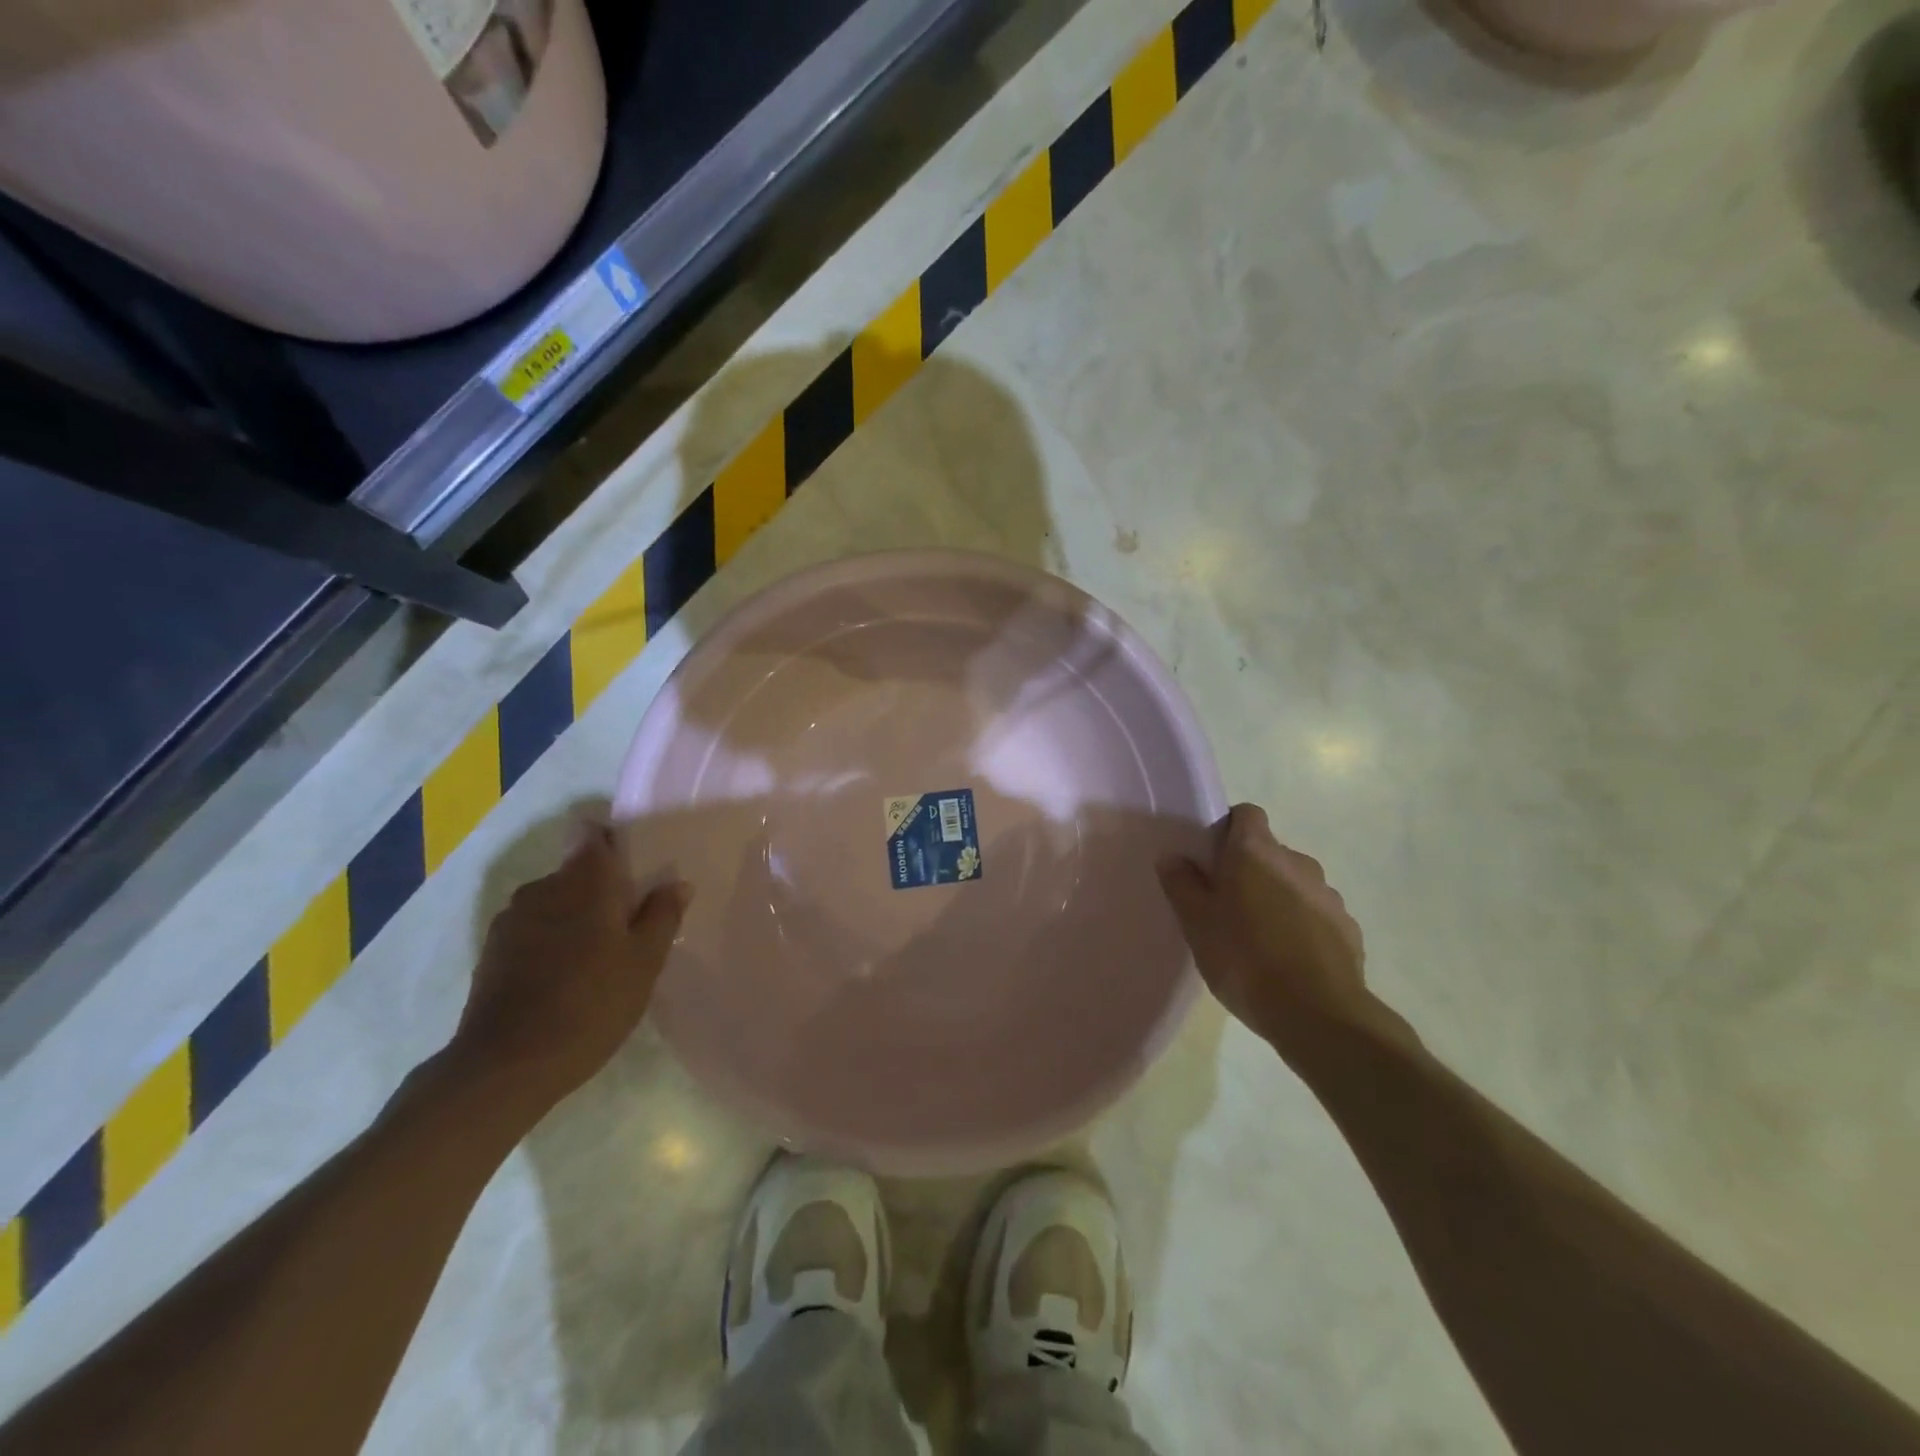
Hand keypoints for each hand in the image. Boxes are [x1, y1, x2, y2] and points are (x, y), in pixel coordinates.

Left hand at [451, 820, 689, 1113]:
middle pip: (578, 869)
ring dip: (577, 915)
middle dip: (603, 887)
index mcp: (584, 880)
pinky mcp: (493, 950)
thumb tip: (676, 883)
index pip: (593, 834)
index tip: (637, 867)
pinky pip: (535, 927)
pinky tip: (569, 975)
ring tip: (601, 953)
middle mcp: (543, 887)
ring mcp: (512, 918)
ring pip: (556, 900)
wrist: (505, 1066)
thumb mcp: (645, 962)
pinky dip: (554, 938)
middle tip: (632, 921)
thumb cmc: (591, 1004)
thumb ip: (663, 915)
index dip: (615, 842)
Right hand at [1158, 804, 1410, 1063]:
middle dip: (1249, 870)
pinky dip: (1301, 925)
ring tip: (1257, 937)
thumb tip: (1173, 857)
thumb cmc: (1245, 959)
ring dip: (1276, 898)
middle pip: (1268, 851)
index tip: (1211, 858)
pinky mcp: (1347, 927)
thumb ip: (1182, 884)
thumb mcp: (1197, 924)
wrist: (1318, 1014)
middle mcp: (1296, 861)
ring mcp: (1327, 894)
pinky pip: (1315, 914)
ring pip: (1293, 883)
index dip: (1228, 829)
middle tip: (1225, 905)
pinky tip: (1287, 959)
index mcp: (1256, 852)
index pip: (1246, 814)